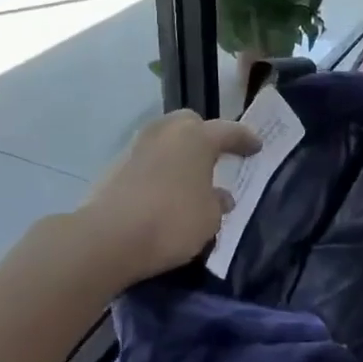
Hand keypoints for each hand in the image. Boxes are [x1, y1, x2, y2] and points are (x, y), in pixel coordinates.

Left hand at [78, 110, 259, 286]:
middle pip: (190, 123)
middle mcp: (167, 132)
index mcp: (197, 138)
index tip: (256, 146)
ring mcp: (137, 146)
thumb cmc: (171, 222)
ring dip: (178, 152)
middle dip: (204, 135)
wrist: (106, 238)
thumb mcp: (209, 219)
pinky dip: (158, 168)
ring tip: (187, 175)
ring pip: (165, 139)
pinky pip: (146, 159)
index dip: (245, 139)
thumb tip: (220, 196)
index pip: (229, 131)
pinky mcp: (114, 166)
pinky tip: (162, 190)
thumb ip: (218, 203)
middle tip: (215, 155)